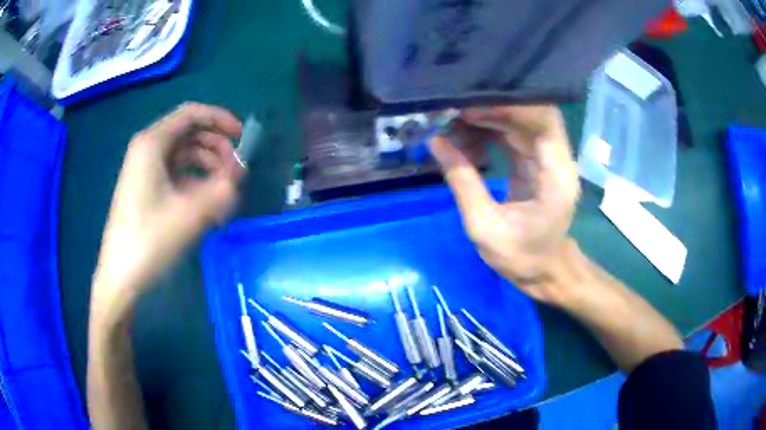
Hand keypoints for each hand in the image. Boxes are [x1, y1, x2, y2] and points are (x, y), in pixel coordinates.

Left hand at [92, 103, 243, 316]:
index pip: (192, 114)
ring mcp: (145, 169)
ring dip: (207, 167)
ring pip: (184, 155)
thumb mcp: (191, 214)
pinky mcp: (146, 188)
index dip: (220, 120)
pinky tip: (206, 204)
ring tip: (223, 194)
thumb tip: (238, 175)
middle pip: (189, 133)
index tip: (242, 138)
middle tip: (235, 173)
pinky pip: (176, 174)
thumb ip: (222, 189)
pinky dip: (195, 182)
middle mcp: (147, 149)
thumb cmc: (150, 240)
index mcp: (152, 143)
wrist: (121, 276)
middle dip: (216, 148)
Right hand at [429, 105, 579, 303]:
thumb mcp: (484, 226)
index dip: (509, 106)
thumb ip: (462, 181)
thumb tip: (435, 142)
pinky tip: (464, 140)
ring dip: (486, 119)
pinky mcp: (536, 162)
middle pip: (529, 114)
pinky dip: (488, 132)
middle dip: (490, 109)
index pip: (543, 119)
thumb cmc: (520, 257)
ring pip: (519, 121)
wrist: (543, 271)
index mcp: (556, 174)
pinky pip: (512, 134)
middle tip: (450, 113)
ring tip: (451, 126)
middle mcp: (558, 159)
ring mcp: (548, 158)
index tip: (468, 108)